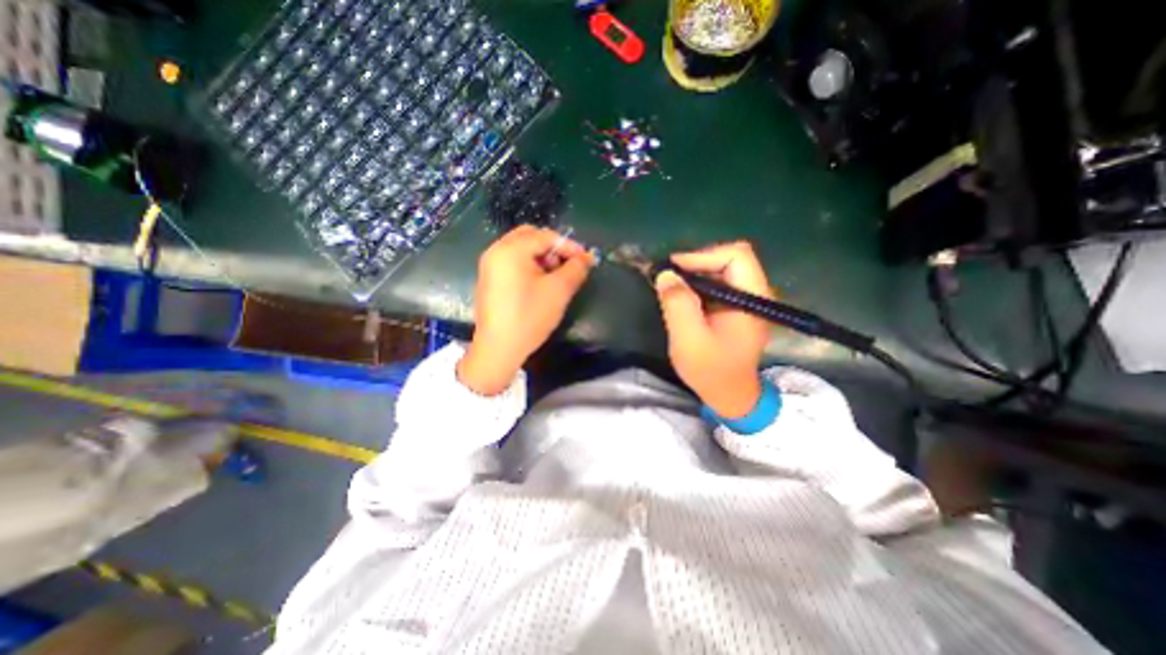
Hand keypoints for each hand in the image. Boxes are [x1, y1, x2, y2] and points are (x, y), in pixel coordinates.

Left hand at [460, 228, 594, 396]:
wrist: (498, 348)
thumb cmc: (529, 316)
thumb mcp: (559, 291)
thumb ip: (576, 269)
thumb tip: (587, 257)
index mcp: (511, 249)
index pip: (545, 236)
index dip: (569, 246)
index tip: (586, 260)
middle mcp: (496, 251)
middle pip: (530, 236)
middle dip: (553, 248)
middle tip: (567, 266)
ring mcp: (489, 265)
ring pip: (521, 249)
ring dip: (541, 257)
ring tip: (555, 277)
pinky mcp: (489, 279)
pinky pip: (512, 262)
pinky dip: (529, 265)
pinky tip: (539, 284)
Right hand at [655, 242, 771, 415]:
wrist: (729, 396)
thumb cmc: (711, 371)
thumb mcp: (689, 340)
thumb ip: (678, 305)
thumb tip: (666, 274)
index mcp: (752, 299)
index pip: (736, 256)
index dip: (703, 256)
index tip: (674, 270)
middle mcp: (755, 294)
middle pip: (729, 259)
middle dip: (696, 264)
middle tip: (670, 278)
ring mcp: (747, 300)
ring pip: (722, 269)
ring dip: (695, 274)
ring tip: (672, 287)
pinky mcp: (737, 308)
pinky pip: (718, 284)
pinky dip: (698, 285)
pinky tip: (683, 298)